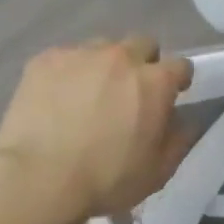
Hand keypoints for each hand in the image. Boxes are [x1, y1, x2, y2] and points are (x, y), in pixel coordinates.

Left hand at [0, 36, 193, 223]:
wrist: (38, 178)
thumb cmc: (106, 179)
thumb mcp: (157, 171)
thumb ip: (179, 139)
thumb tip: (186, 120)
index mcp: (154, 82)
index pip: (180, 65)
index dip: (178, 80)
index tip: (172, 94)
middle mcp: (121, 57)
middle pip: (142, 44)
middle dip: (143, 63)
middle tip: (130, 93)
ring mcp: (80, 54)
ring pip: (102, 48)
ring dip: (105, 66)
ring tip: (90, 95)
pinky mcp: (45, 60)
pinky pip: (66, 58)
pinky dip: (69, 73)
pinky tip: (58, 99)